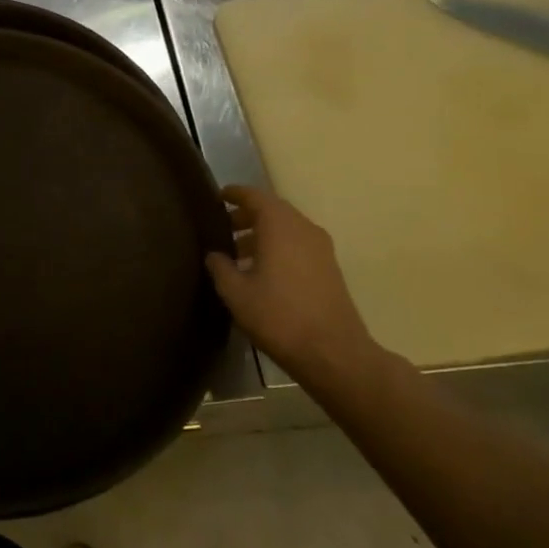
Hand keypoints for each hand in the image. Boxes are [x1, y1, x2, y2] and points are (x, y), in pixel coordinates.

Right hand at [206, 187, 377, 388]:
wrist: (334, 354)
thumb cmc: (279, 316)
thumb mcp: (236, 293)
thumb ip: (220, 267)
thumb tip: (214, 254)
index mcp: (280, 226)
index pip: (255, 196)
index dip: (235, 194)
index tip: (217, 197)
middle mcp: (304, 229)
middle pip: (273, 210)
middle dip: (247, 215)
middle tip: (223, 227)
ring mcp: (321, 249)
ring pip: (287, 228)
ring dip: (263, 233)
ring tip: (238, 252)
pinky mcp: (330, 269)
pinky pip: (298, 245)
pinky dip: (279, 247)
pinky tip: (262, 271)